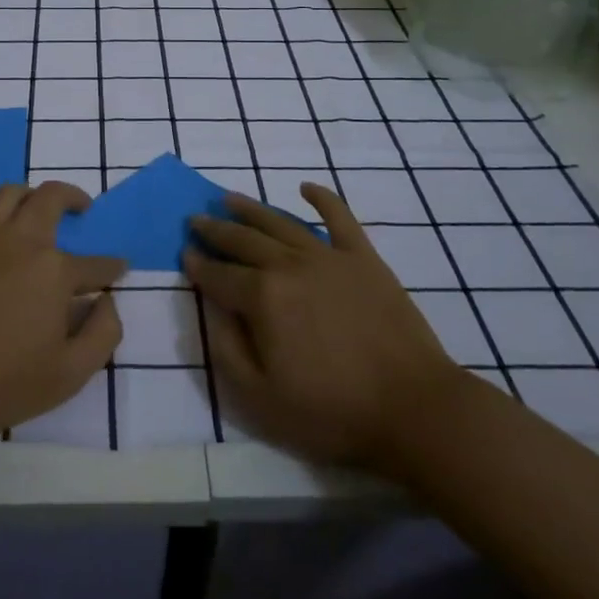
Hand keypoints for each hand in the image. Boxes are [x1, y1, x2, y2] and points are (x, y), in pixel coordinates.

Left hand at [0, 182, 125, 446]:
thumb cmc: (3, 385)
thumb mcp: (71, 373)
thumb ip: (103, 332)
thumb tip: (106, 300)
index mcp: (52, 270)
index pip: (94, 263)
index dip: (110, 267)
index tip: (118, 269)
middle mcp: (17, 241)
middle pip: (50, 197)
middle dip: (74, 197)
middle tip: (83, 208)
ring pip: (9, 194)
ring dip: (31, 197)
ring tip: (38, 211)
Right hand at [184, 184, 462, 472]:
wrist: (413, 408)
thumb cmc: (332, 411)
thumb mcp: (260, 398)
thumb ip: (226, 349)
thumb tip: (212, 308)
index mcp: (262, 298)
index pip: (219, 275)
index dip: (198, 265)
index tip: (184, 253)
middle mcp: (289, 266)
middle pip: (243, 241)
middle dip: (215, 229)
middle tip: (196, 219)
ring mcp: (328, 256)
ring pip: (280, 223)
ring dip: (251, 208)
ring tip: (230, 198)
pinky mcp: (363, 258)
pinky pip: (339, 218)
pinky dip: (322, 198)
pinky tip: (305, 188)